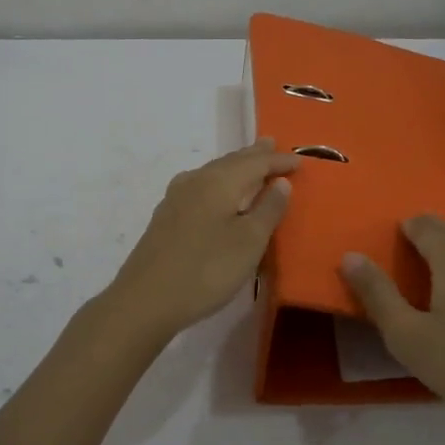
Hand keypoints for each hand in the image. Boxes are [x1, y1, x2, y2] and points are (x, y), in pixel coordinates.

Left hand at [106, 139, 299, 340]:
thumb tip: (280, 182)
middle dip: (253, 155)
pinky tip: (216, 193)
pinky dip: (218, 184)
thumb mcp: (249, 242)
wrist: (145, 300)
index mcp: (218, 182)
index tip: (299, 161)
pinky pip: (201, 188)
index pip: (255, 163)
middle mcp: (195, 181)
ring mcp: (175, 199)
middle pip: (230, 162)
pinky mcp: (166, 218)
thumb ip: (268, 209)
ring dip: (234, 168)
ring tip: (248, 164)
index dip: (278, 162)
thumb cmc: (206, 270)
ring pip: (212, 173)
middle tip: (270, 144)